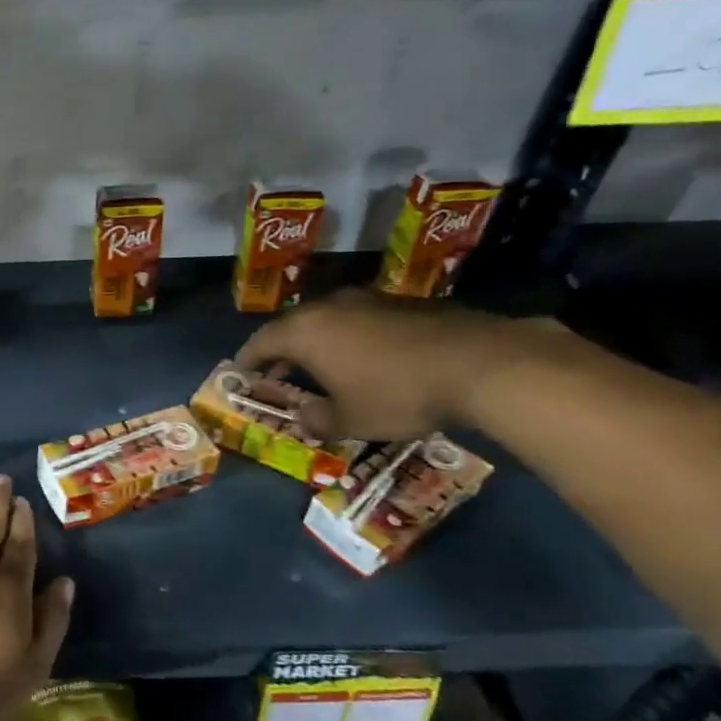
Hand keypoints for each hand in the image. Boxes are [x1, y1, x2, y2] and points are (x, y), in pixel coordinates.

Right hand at [235, 289, 555, 439]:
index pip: (261, 341)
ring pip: (328, 320)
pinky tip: (366, 360)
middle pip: (293, 326)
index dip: (248, 360)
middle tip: (280, 375)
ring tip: (322, 368)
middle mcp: (329, 307)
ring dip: (318, 343)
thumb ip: (317, 419)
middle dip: (282, 351)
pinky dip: (351, 338)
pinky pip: (360, 319)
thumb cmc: (396, 394)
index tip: (242, 374)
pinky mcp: (402, 302)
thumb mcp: (349, 420)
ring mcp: (368, 300)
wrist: (478, 362)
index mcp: (305, 332)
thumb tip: (304, 418)